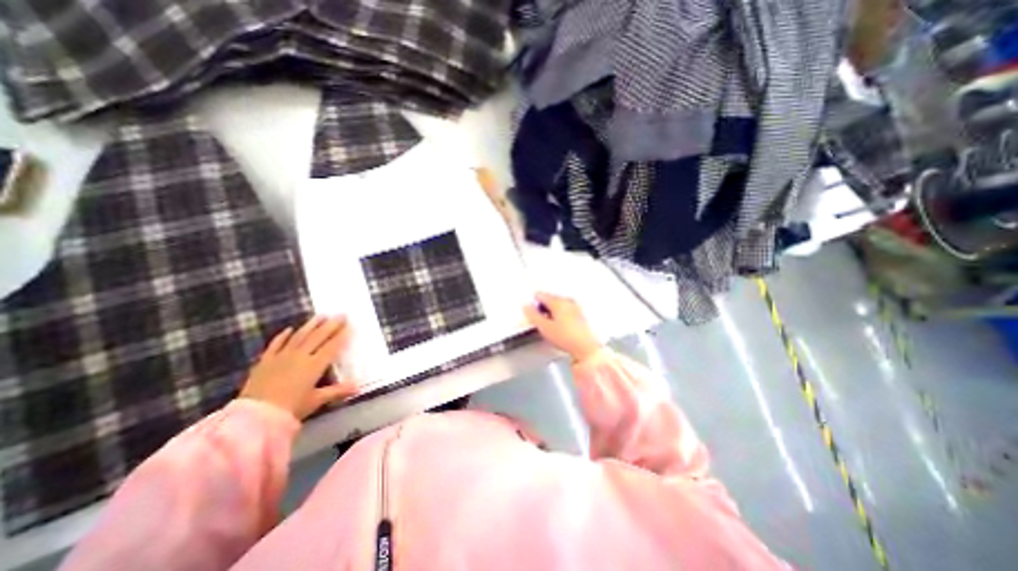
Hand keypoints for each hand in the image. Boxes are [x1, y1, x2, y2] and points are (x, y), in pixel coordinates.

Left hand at [238, 315, 356, 420]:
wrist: (253, 417)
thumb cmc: (290, 409)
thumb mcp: (316, 400)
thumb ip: (338, 391)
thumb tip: (358, 387)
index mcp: (315, 365)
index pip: (332, 346)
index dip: (342, 335)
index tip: (351, 325)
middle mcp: (300, 356)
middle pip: (318, 337)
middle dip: (331, 325)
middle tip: (341, 314)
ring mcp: (282, 357)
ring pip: (300, 336)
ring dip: (311, 325)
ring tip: (321, 315)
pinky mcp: (266, 361)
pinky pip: (276, 344)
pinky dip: (283, 336)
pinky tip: (289, 329)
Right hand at [529, 293, 598, 361]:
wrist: (586, 348)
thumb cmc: (566, 337)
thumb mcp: (544, 327)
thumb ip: (533, 315)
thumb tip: (526, 307)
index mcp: (558, 301)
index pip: (540, 295)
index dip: (534, 303)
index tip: (533, 314)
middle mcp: (567, 300)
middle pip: (550, 298)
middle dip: (543, 308)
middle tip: (541, 322)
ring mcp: (575, 306)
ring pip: (558, 304)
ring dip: (552, 312)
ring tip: (551, 326)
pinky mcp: (580, 314)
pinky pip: (565, 310)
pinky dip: (560, 315)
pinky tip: (561, 327)